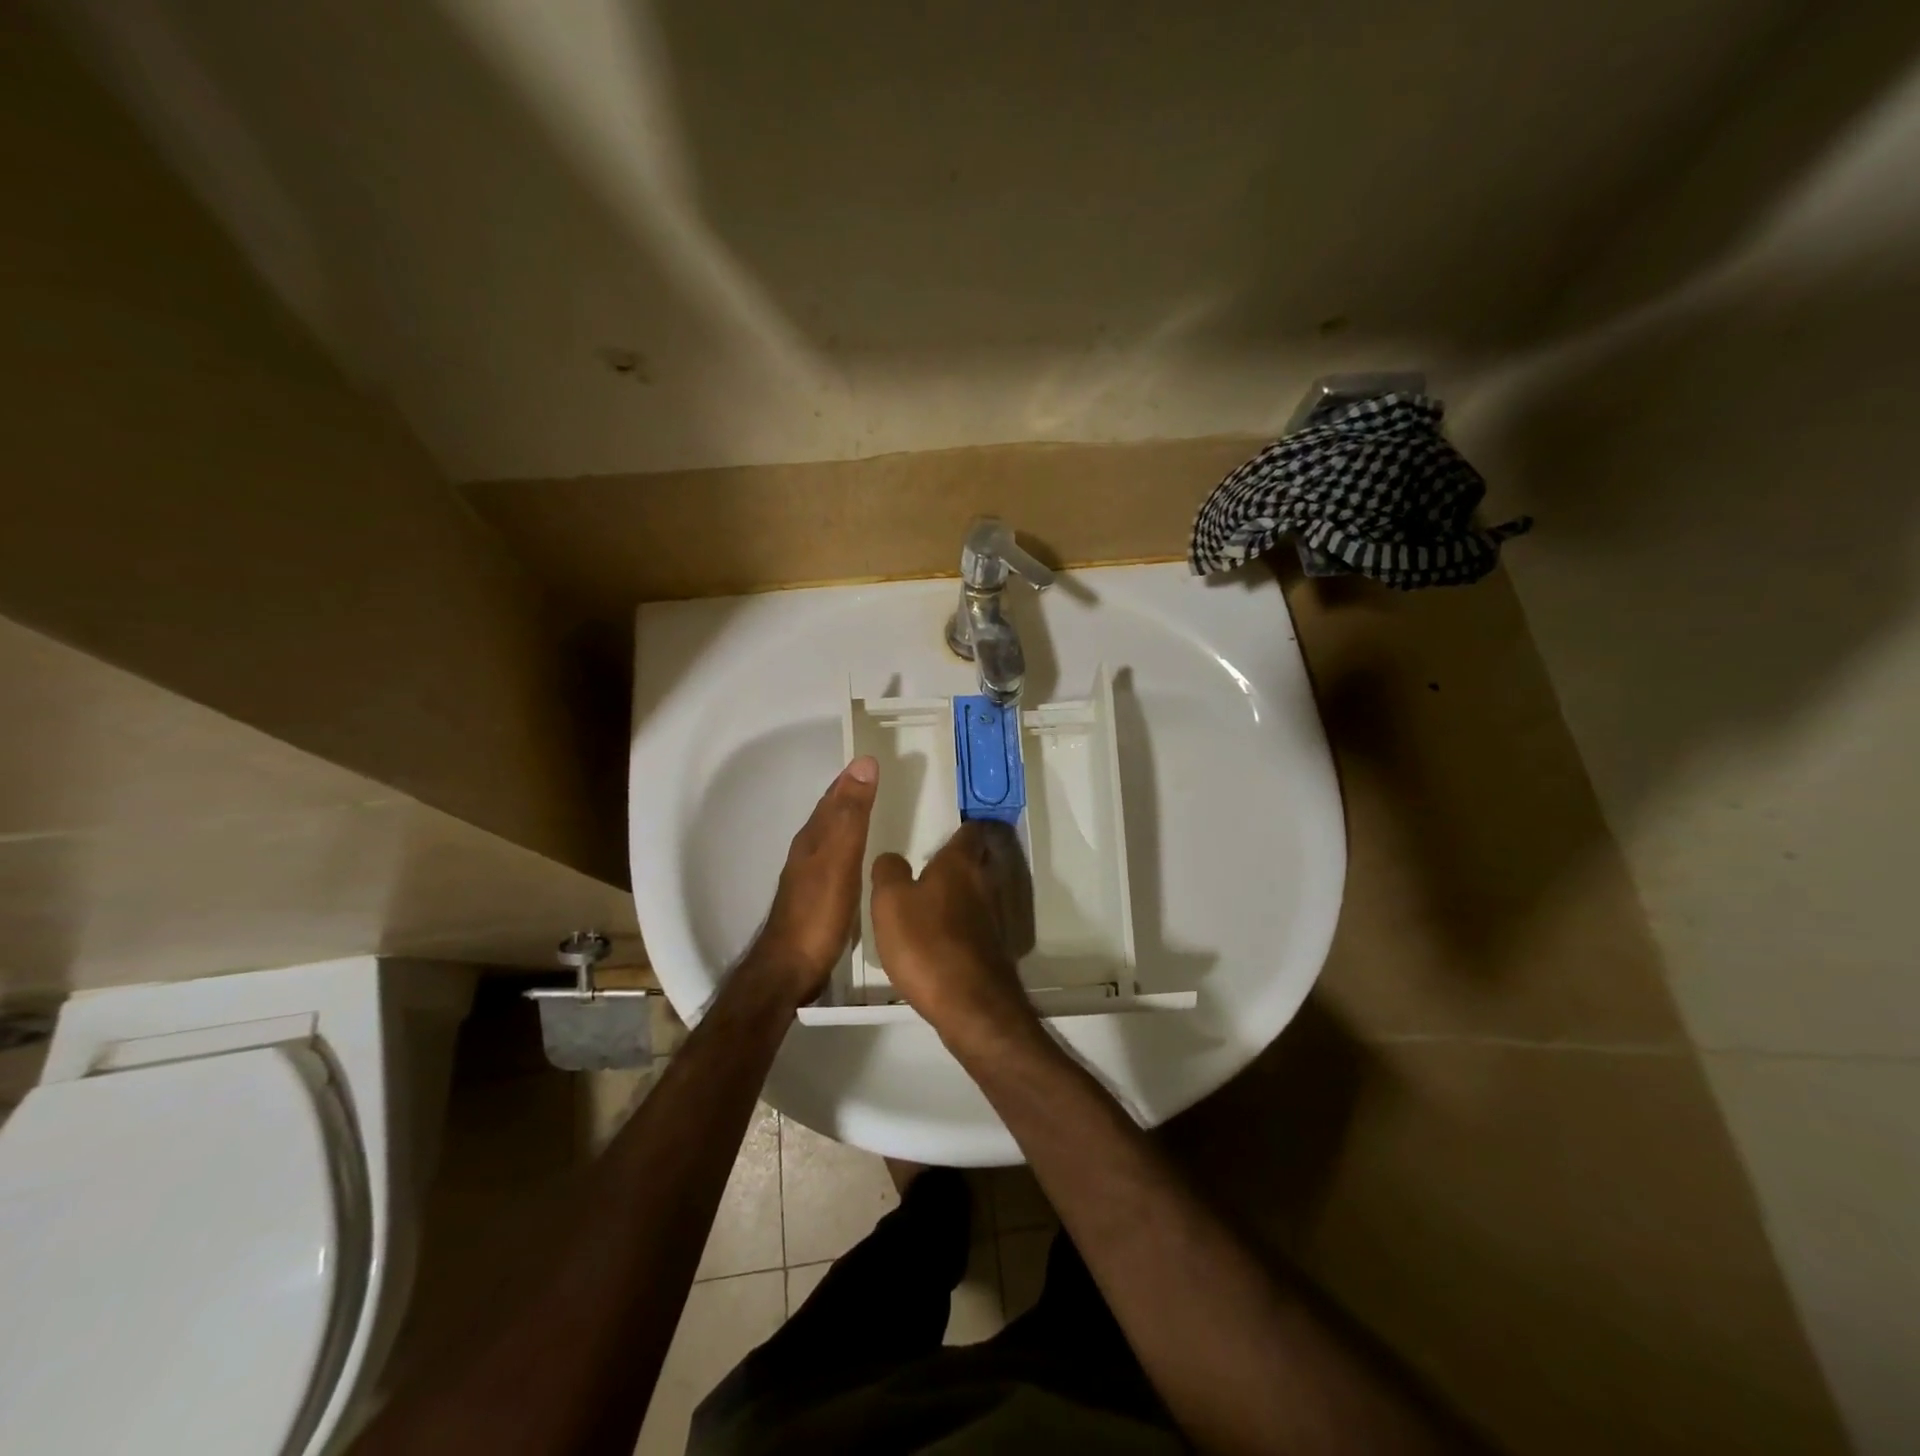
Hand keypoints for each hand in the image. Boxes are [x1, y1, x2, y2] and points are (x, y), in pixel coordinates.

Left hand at [749, 756, 878, 1004]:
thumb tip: (863, 764)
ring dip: (850, 822)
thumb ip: (852, 815)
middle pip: (830, 815)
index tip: (873, 761)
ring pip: (832, 838)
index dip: (851, 779)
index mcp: (813, 838)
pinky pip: (838, 862)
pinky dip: (851, 850)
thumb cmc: (818, 912)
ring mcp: (810, 877)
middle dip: (850, 796)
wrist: (790, 969)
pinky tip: (862, 862)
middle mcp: (808, 852)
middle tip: (878, 783)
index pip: (834, 797)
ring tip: (875, 816)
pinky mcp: (818, 900)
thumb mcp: (840, 858)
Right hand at [869, 820, 1038, 1048]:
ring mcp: (995, 917)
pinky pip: (977, 922)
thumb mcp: (890, 902)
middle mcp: (985, 883)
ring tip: (930, 898)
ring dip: (961, 891)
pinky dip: (963, 922)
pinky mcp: (994, 947)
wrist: (970, 1004)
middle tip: (931, 862)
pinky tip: (941, 935)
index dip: (960, 824)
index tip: (944, 824)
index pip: (970, 829)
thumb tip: (893, 858)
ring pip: (980, 891)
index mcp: (960, 863)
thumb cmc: (926, 943)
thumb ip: (888, 871)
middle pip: (978, 859)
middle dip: (960, 858)